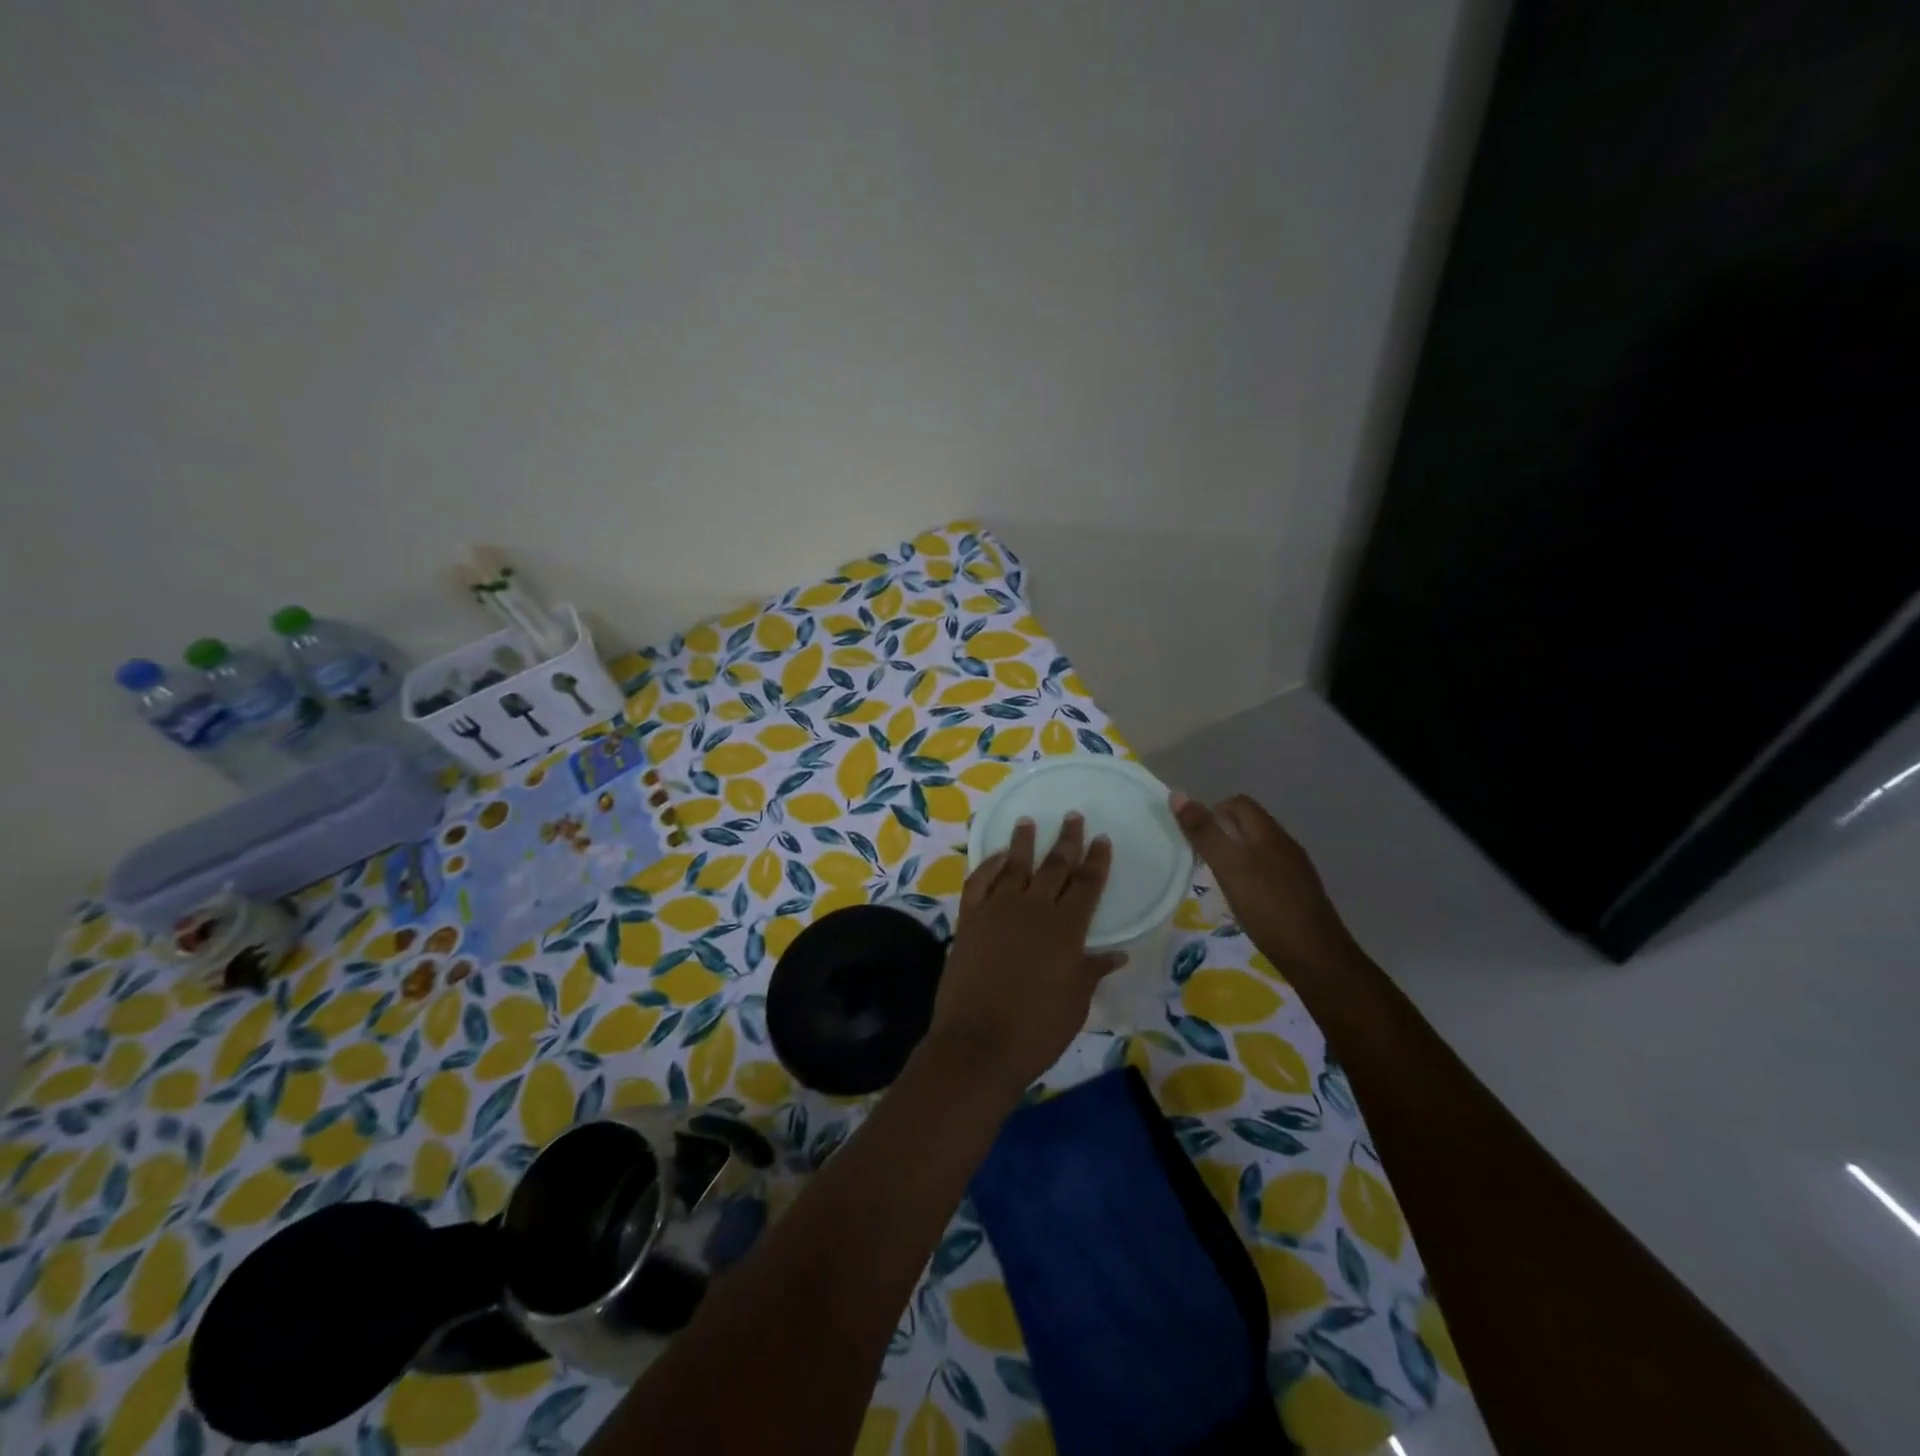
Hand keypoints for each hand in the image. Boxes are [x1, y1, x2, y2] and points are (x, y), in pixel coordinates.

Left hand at [926, 813, 1123, 1095]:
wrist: (979, 1043)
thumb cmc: (1037, 1029)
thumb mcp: (1075, 1002)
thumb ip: (1092, 970)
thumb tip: (1117, 954)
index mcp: (1066, 929)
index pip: (1087, 884)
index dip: (1096, 860)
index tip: (1102, 838)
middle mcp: (1034, 910)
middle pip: (1054, 866)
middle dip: (1066, 840)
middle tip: (1072, 816)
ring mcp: (997, 911)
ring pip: (1014, 866)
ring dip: (1022, 843)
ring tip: (1027, 822)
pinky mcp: (969, 919)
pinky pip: (978, 882)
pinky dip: (987, 866)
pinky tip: (994, 857)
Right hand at [1171, 793, 1357, 979]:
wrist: (1316, 957)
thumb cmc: (1267, 907)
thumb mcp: (1228, 867)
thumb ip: (1204, 833)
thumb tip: (1178, 795)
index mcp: (1269, 833)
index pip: (1239, 803)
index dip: (1213, 811)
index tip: (1196, 838)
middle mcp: (1285, 845)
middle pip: (1250, 825)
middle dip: (1223, 834)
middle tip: (1202, 860)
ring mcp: (1296, 870)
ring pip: (1260, 849)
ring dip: (1236, 856)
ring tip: (1219, 881)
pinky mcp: (1300, 894)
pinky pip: (1270, 871)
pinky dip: (1251, 876)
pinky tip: (1244, 901)